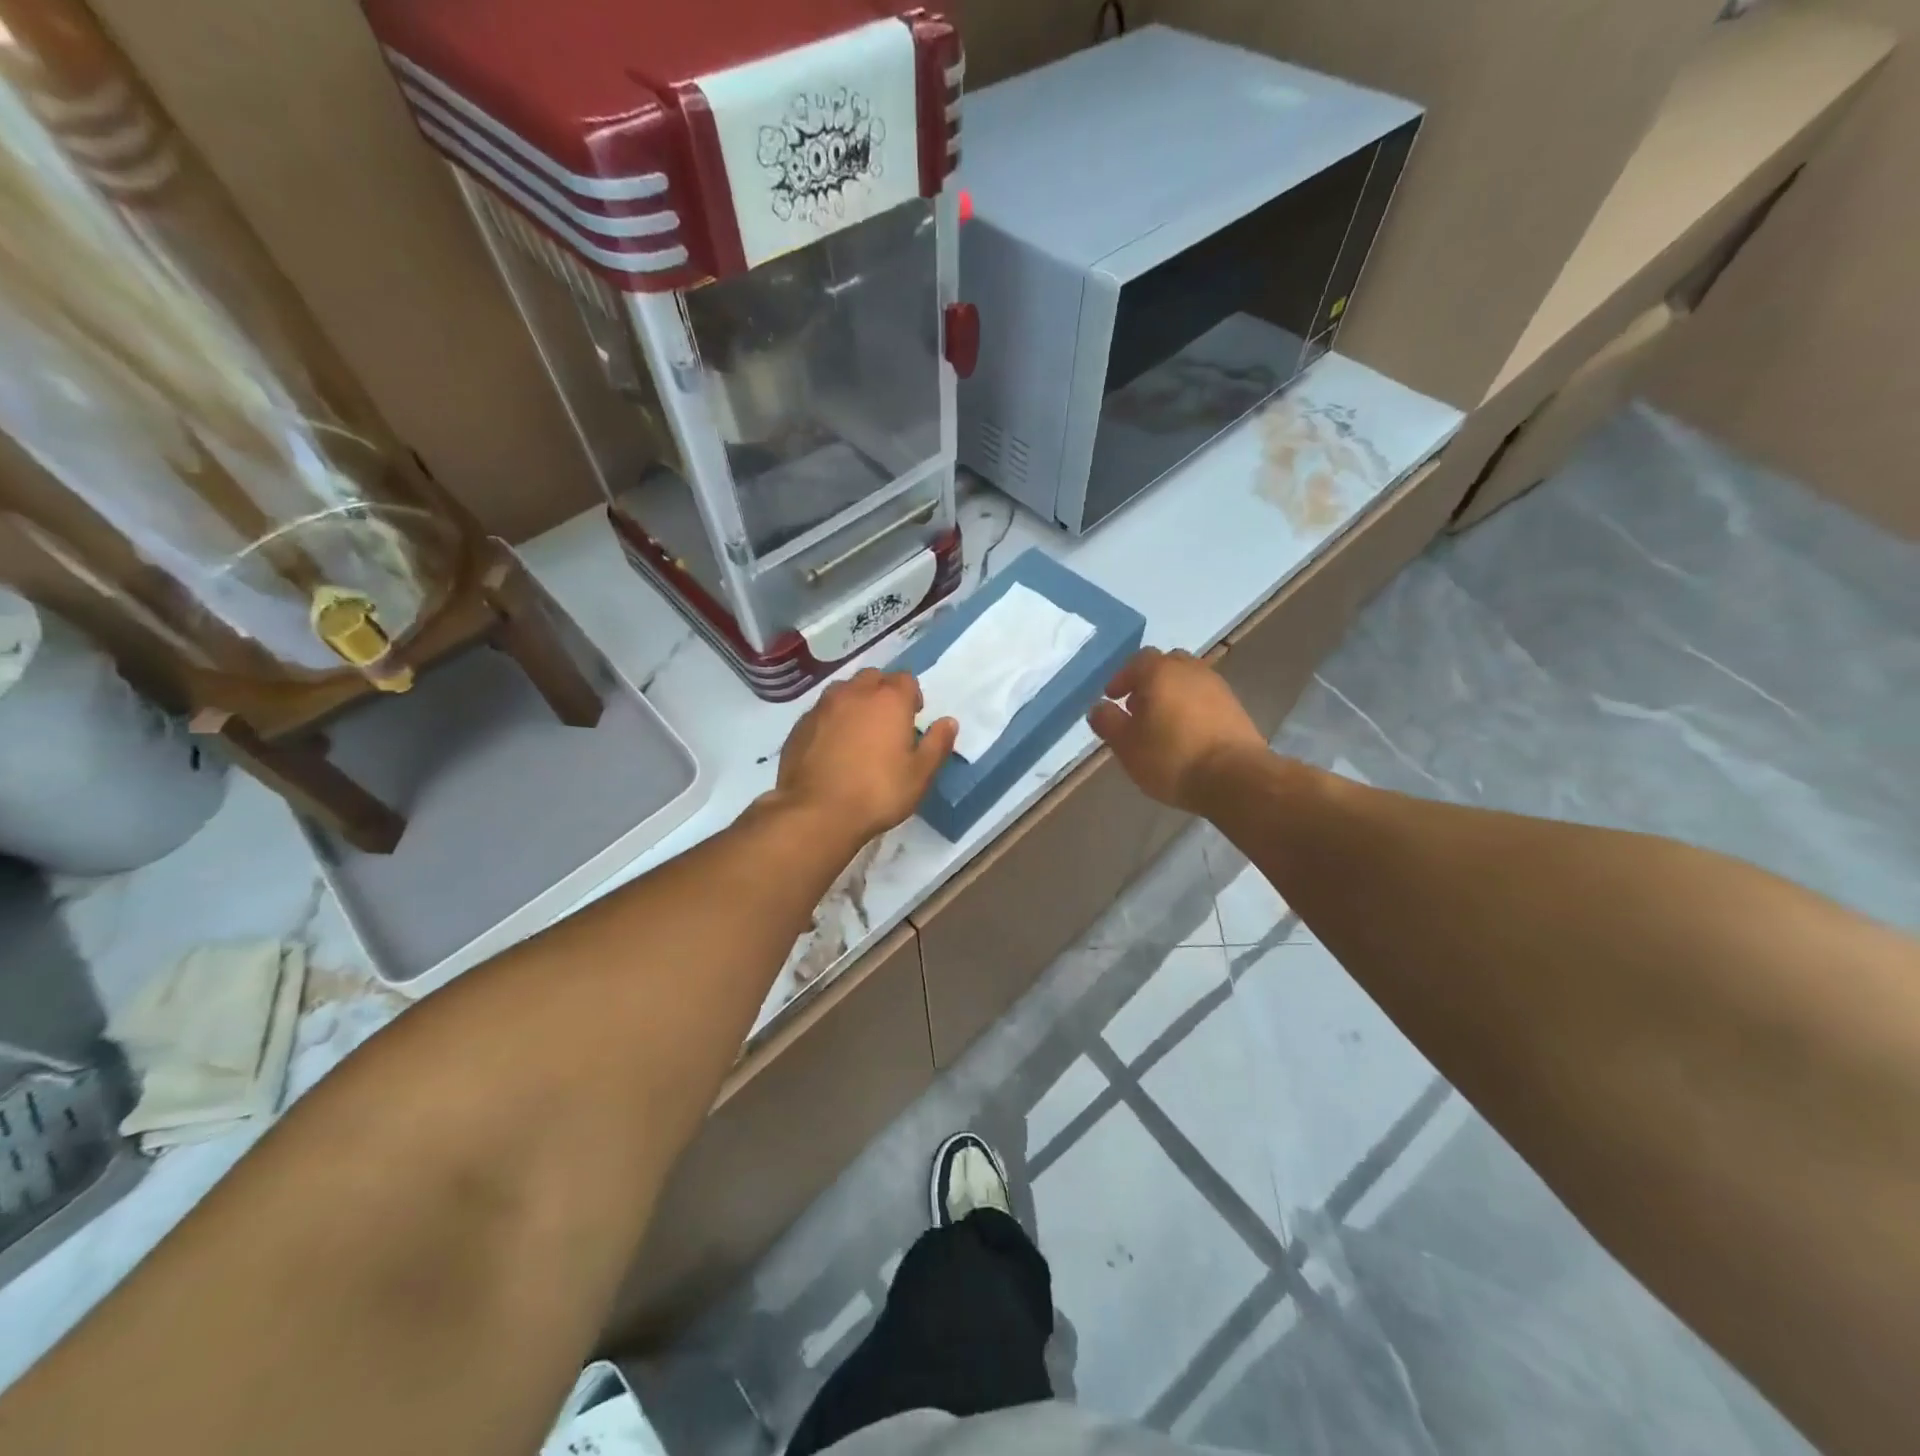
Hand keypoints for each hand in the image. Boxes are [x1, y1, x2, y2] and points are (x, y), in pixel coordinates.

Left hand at [775, 668, 957, 844]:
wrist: (817, 812)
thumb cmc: (878, 792)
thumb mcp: (920, 775)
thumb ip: (937, 744)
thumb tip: (948, 722)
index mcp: (889, 700)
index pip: (906, 679)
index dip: (912, 696)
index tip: (913, 719)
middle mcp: (854, 693)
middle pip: (873, 678)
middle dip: (882, 693)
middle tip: (887, 723)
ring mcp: (822, 707)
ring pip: (843, 691)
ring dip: (855, 702)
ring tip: (858, 732)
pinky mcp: (799, 726)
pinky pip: (821, 712)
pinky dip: (831, 721)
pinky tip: (832, 747)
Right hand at [1088, 648, 1265, 811]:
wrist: (1234, 778)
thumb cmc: (1170, 757)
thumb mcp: (1125, 744)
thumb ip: (1107, 722)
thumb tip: (1099, 707)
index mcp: (1161, 672)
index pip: (1137, 661)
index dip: (1122, 678)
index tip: (1113, 698)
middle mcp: (1191, 670)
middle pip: (1166, 665)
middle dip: (1149, 682)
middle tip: (1137, 707)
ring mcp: (1218, 688)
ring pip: (1188, 682)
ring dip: (1172, 695)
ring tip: (1161, 725)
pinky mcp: (1236, 708)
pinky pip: (1206, 699)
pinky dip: (1192, 709)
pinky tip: (1186, 735)